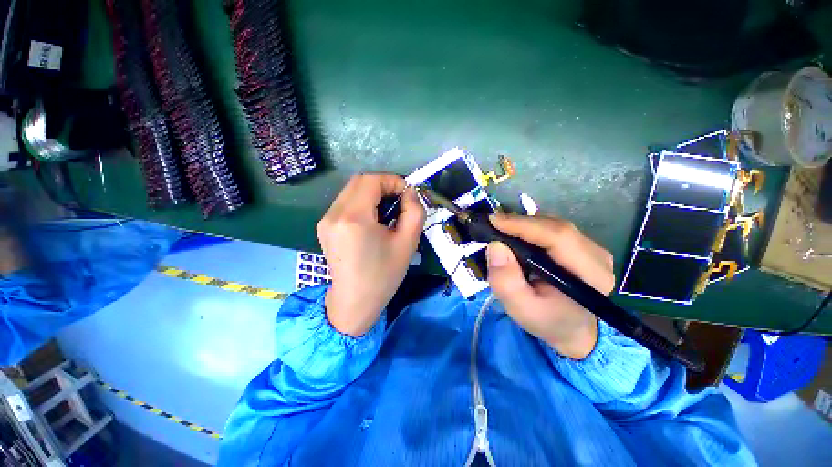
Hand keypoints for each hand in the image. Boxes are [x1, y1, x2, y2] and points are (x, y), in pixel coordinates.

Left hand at [318, 174, 424, 335]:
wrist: (354, 302)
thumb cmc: (383, 275)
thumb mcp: (407, 243)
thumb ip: (414, 212)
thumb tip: (410, 193)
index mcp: (354, 218)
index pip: (371, 181)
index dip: (392, 181)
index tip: (407, 194)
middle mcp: (334, 215)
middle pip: (359, 182)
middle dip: (383, 185)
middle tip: (399, 201)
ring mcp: (325, 220)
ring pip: (351, 191)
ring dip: (372, 194)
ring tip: (387, 212)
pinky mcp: (324, 227)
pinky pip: (345, 203)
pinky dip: (362, 203)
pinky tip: (372, 221)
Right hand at [485, 213, 614, 358]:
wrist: (571, 329)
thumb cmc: (547, 321)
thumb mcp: (520, 308)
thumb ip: (506, 281)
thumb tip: (495, 246)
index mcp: (590, 275)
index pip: (558, 237)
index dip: (524, 225)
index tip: (493, 221)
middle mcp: (597, 256)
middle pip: (556, 226)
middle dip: (521, 222)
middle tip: (493, 225)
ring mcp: (593, 248)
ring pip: (554, 224)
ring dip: (525, 224)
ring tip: (502, 231)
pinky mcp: (583, 245)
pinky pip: (554, 228)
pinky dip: (532, 228)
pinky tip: (518, 236)